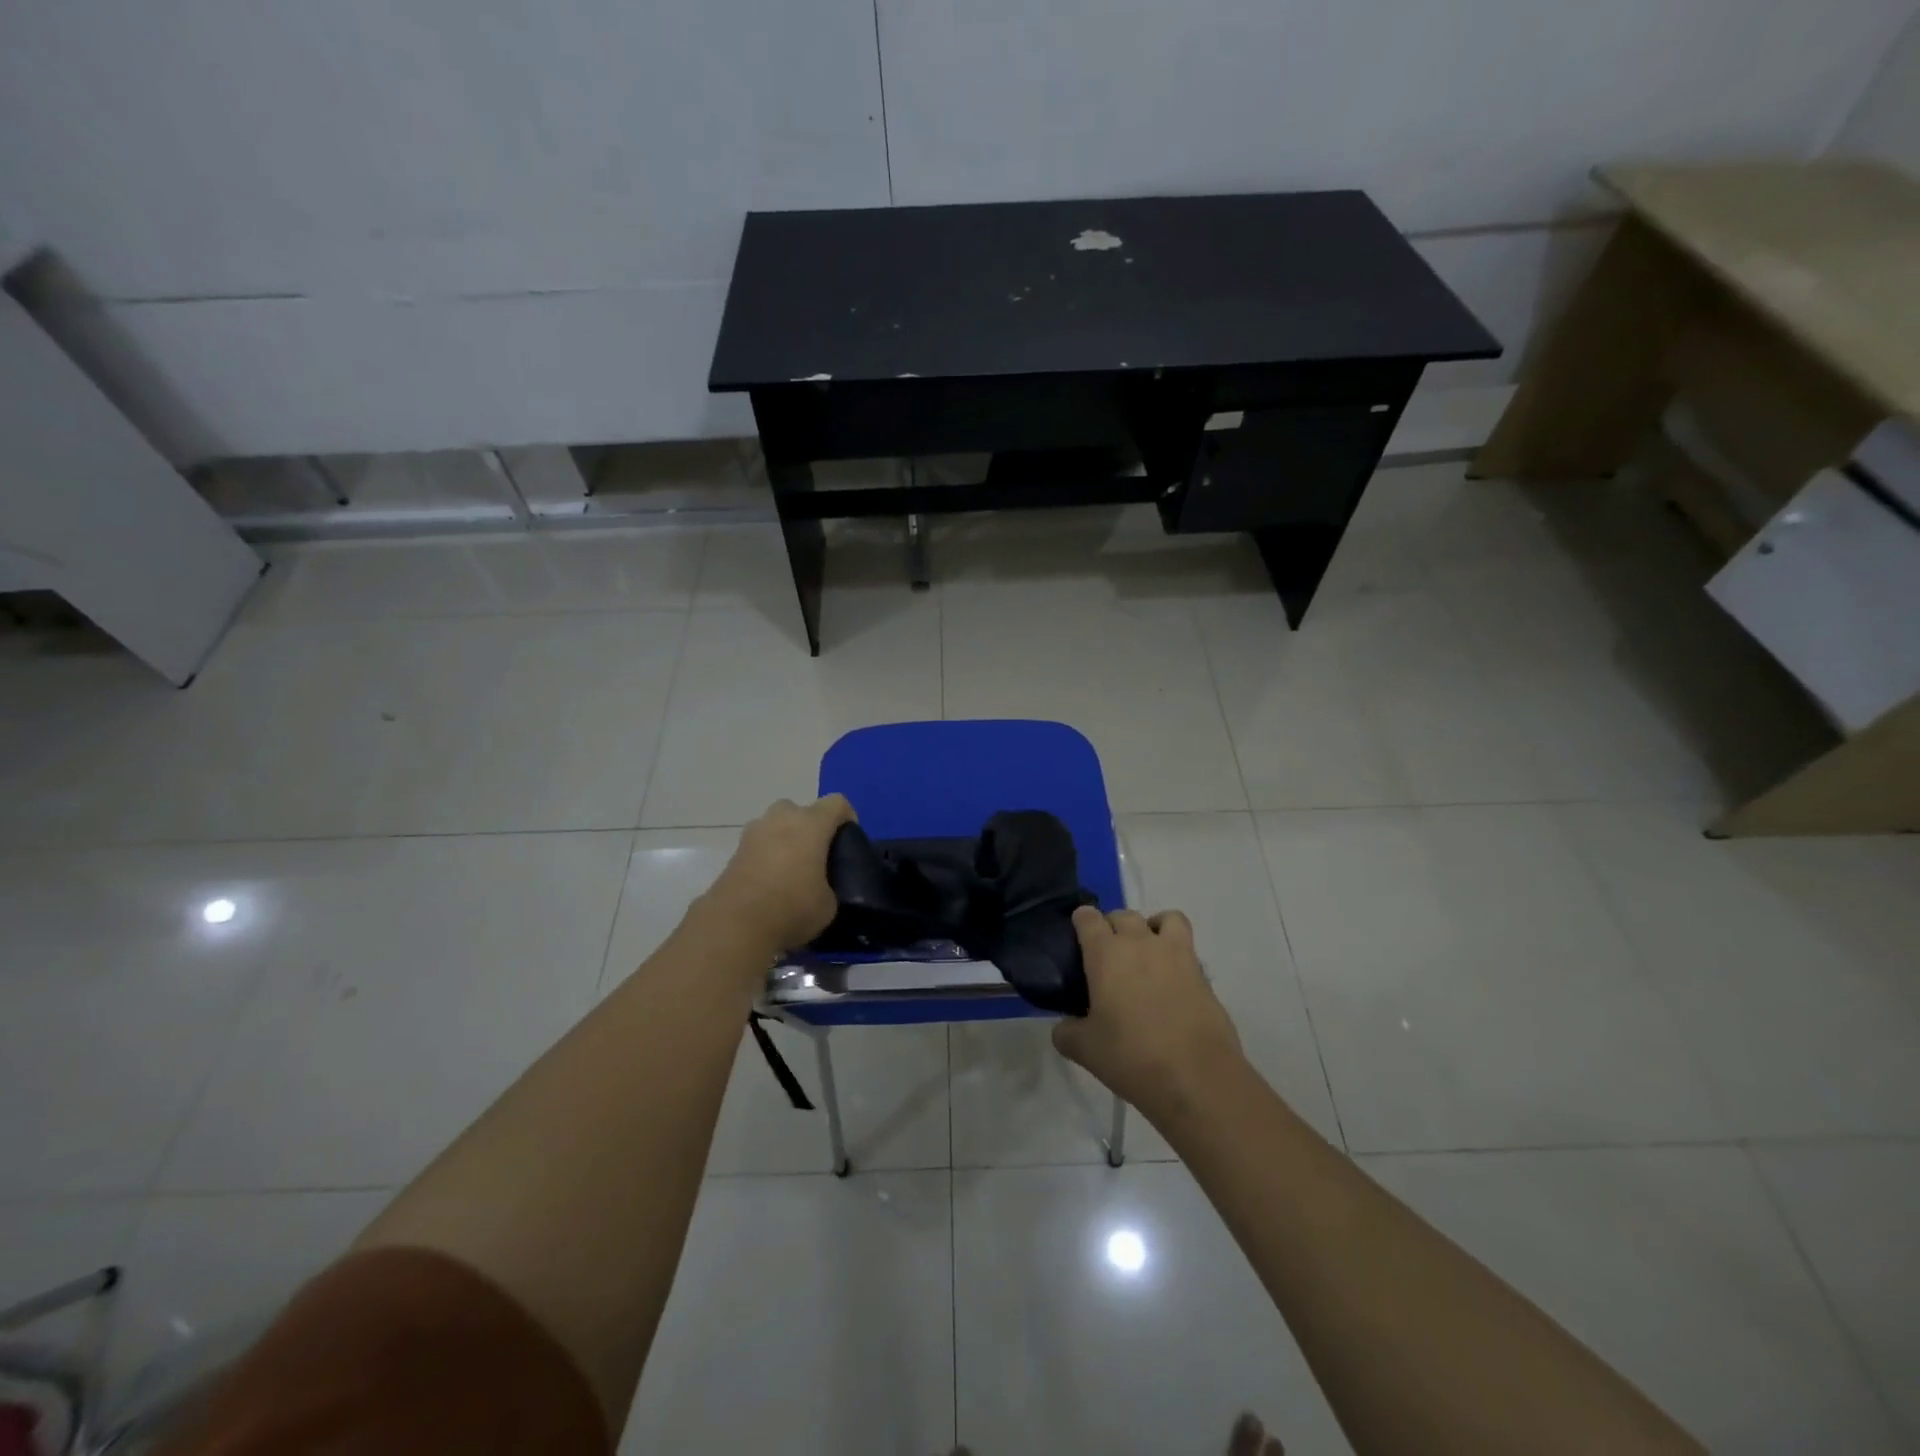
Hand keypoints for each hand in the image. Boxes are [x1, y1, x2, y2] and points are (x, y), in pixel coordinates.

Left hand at [702, 795, 856, 953]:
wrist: (735, 925)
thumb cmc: (792, 907)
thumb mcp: (829, 904)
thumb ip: (829, 886)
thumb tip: (821, 888)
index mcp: (811, 824)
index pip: (837, 803)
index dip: (847, 818)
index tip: (848, 842)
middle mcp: (781, 819)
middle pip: (801, 810)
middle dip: (810, 827)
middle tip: (816, 855)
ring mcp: (753, 833)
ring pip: (775, 825)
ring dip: (785, 840)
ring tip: (791, 870)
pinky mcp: (734, 852)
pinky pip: (758, 845)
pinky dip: (766, 857)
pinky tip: (770, 883)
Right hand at [1052, 906, 1243, 1118]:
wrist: (1196, 1077)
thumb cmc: (1132, 1057)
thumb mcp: (1085, 1050)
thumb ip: (1067, 1032)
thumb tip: (1065, 1027)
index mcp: (1106, 954)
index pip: (1088, 919)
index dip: (1081, 921)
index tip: (1078, 937)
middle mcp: (1140, 943)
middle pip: (1123, 915)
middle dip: (1113, 926)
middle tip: (1107, 956)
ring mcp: (1175, 954)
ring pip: (1163, 918)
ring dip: (1151, 927)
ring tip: (1146, 953)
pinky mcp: (1201, 973)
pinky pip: (1187, 945)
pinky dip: (1177, 950)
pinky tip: (1171, 978)